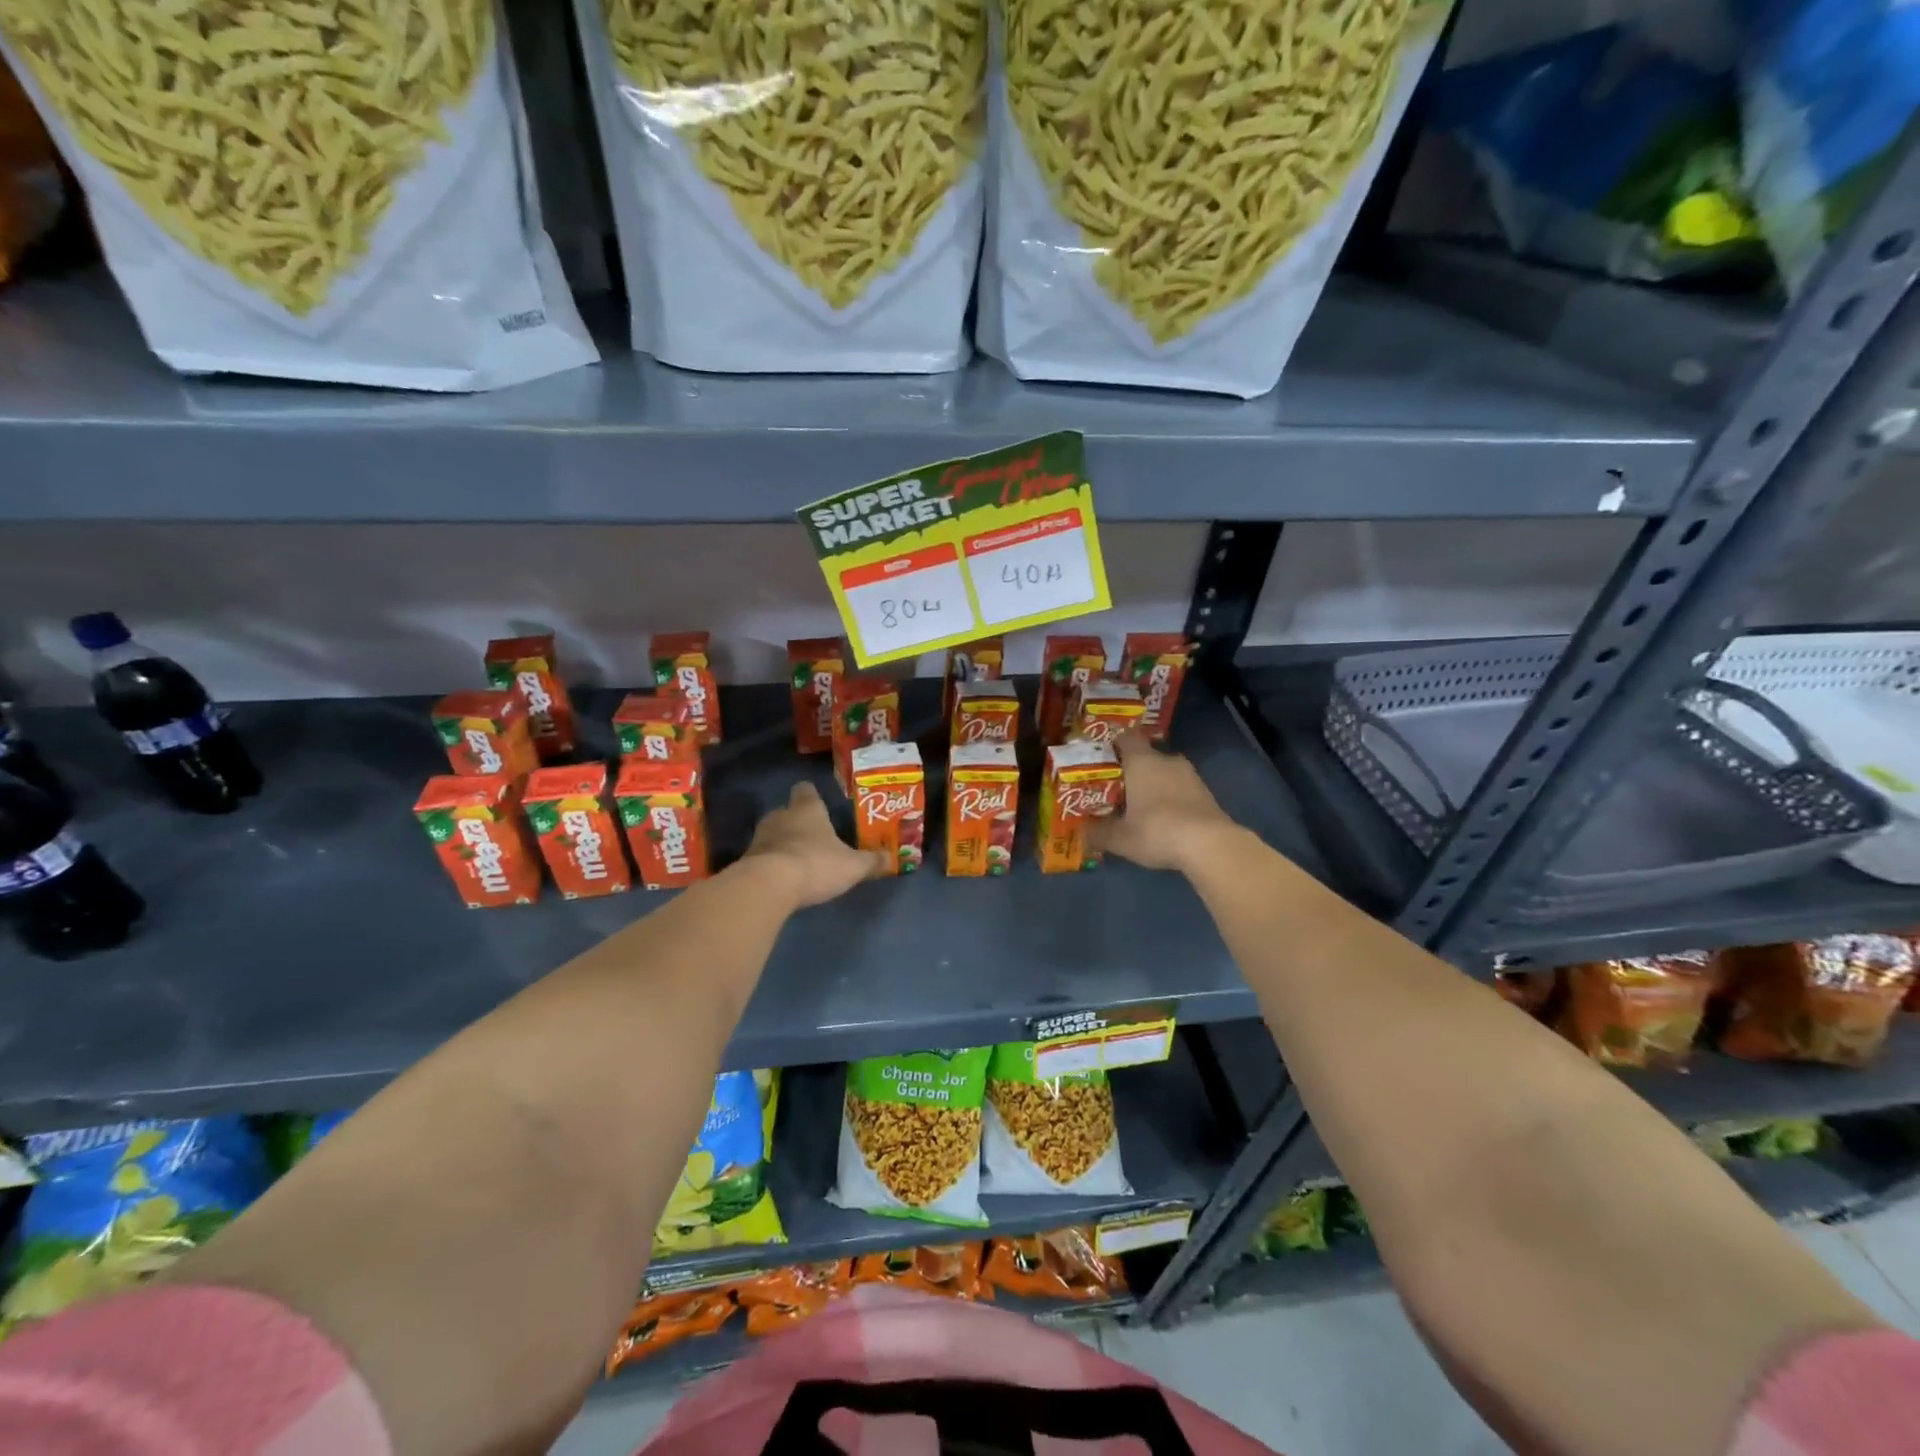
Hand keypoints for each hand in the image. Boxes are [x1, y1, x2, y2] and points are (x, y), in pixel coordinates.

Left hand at [743, 781, 885, 908]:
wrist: (768, 886)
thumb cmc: (816, 864)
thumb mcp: (852, 866)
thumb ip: (870, 862)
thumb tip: (890, 858)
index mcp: (807, 809)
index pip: (805, 790)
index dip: (811, 795)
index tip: (818, 802)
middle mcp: (781, 816)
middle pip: (787, 811)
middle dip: (797, 822)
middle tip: (812, 836)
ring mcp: (759, 837)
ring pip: (772, 833)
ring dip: (782, 843)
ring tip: (797, 859)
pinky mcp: (746, 860)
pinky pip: (761, 856)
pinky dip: (770, 863)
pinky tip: (781, 878)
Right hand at [1090, 731, 1240, 874]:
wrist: (1210, 845)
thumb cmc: (1156, 831)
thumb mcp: (1119, 837)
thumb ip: (1098, 832)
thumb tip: (1082, 830)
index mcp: (1142, 761)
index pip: (1126, 738)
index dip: (1113, 745)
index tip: (1102, 759)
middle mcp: (1167, 761)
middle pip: (1146, 757)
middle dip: (1133, 771)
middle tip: (1118, 789)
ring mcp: (1191, 776)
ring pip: (1166, 774)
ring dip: (1155, 786)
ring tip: (1141, 807)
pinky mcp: (1207, 794)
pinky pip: (1182, 790)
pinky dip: (1172, 799)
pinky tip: (1165, 820)